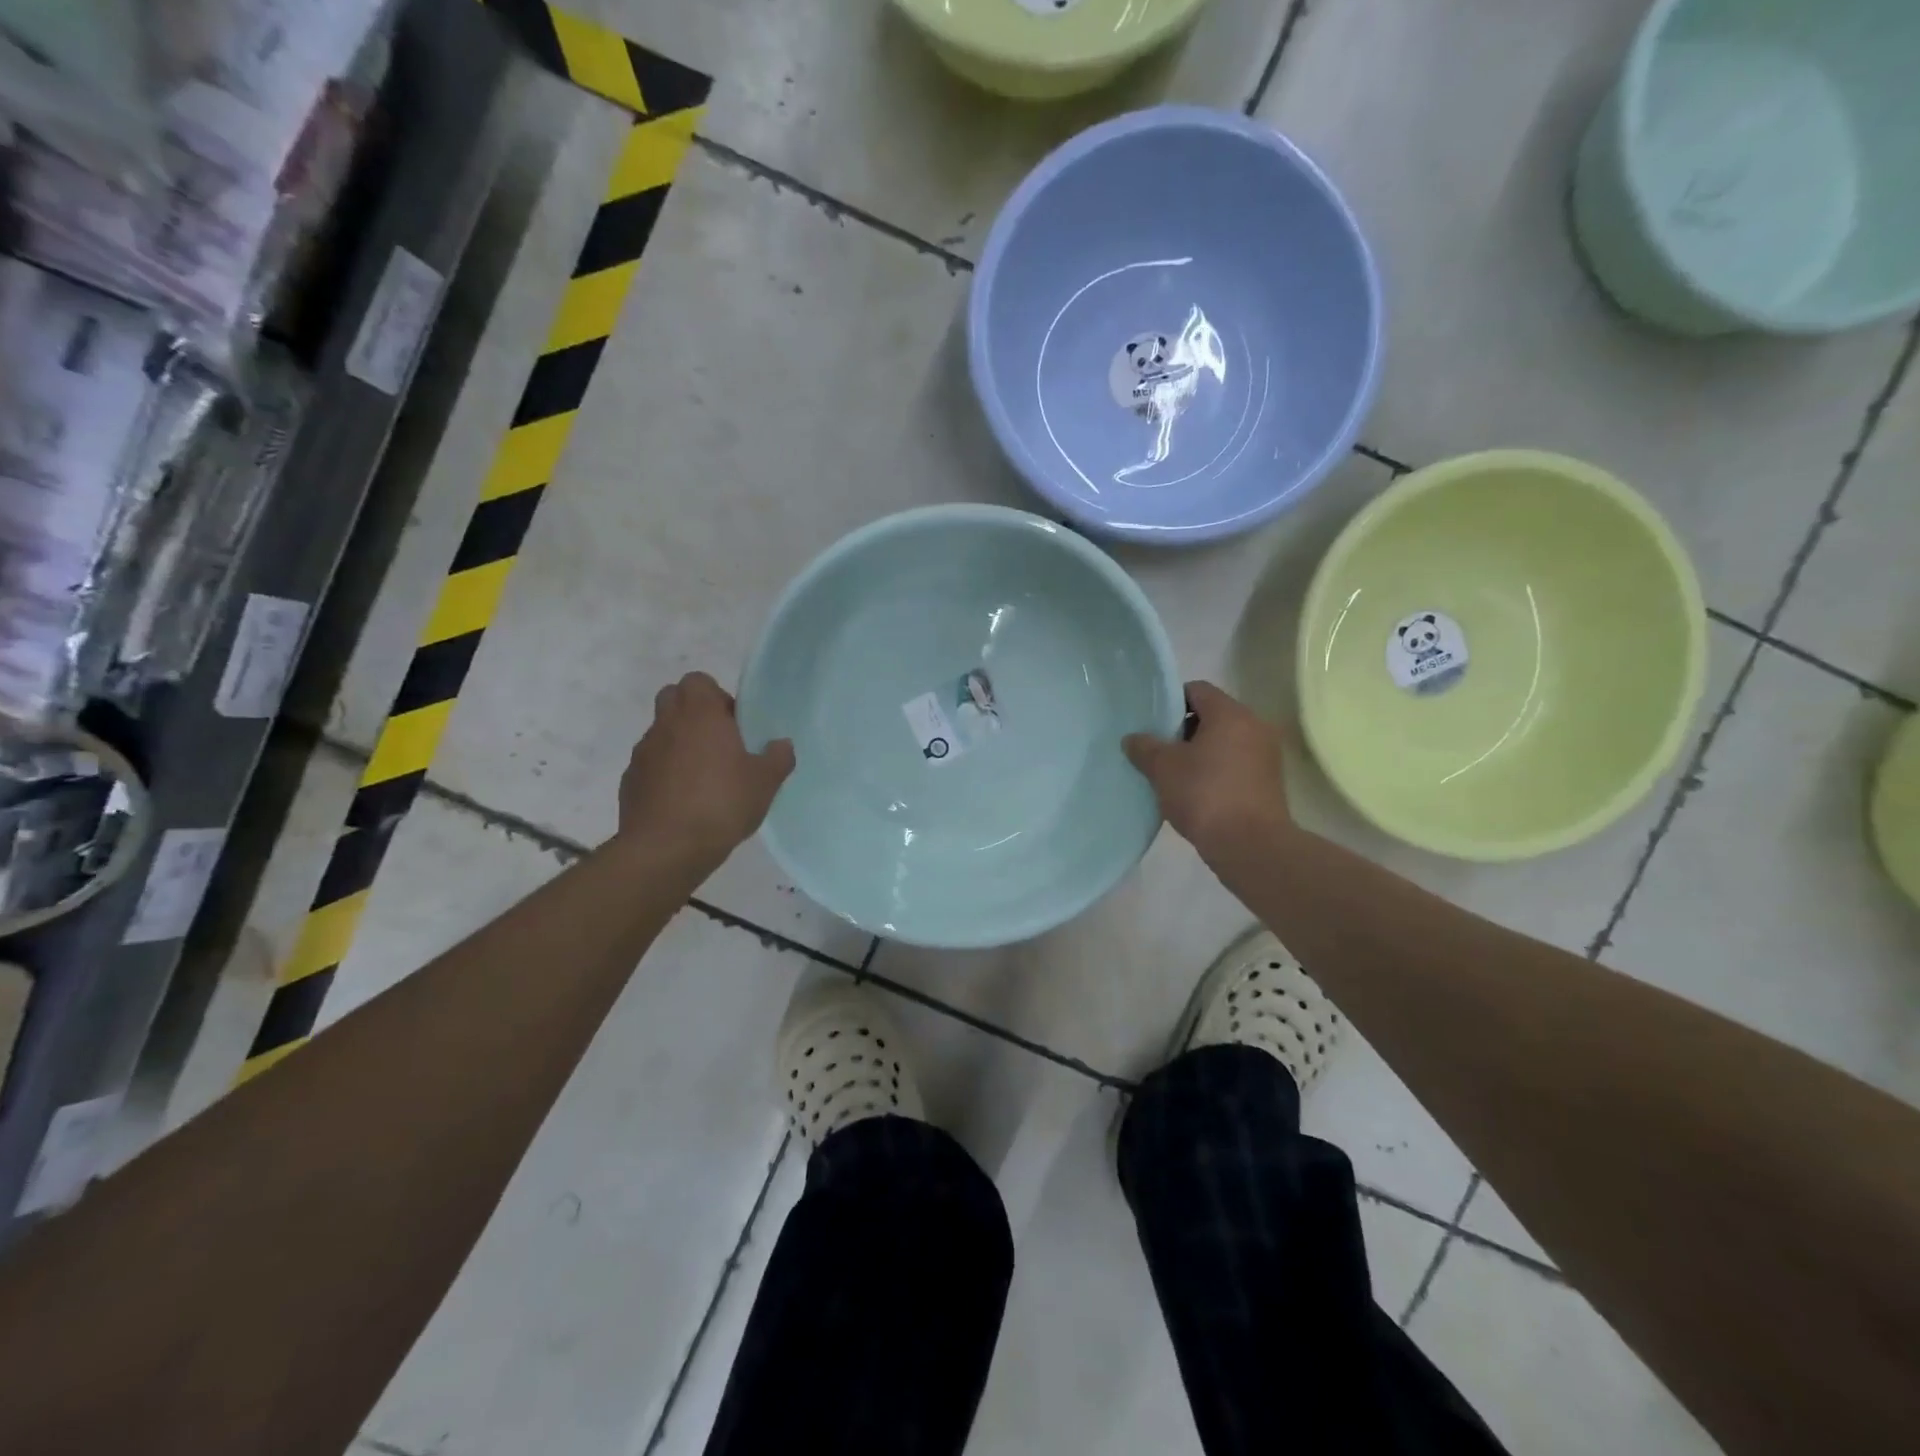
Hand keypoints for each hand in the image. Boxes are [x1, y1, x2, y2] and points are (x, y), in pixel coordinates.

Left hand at [617, 671, 794, 868]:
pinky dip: (665, 773)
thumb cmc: (721, 804)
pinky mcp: (630, 780)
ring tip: (703, 778)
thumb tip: (781, 745)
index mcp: (700, 714)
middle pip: (673, 698)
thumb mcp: (765, 783)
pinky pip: (650, 764)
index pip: (698, 680)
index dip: (716, 696)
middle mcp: (666, 724)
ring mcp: (643, 752)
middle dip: (693, 714)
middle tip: (719, 744)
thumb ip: (778, 758)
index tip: (734, 724)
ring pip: (661, 733)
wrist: (666, 848)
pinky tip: (683, 801)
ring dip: (679, 744)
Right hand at [1123, 681, 1292, 865]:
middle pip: (1212, 715)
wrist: (1250, 845)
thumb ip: (1144, 747)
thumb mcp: (1163, 768)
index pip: (1197, 690)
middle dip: (1182, 730)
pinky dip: (1215, 770)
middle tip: (1158, 750)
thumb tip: (1133, 738)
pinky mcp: (1268, 782)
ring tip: (1173, 774)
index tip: (1152, 724)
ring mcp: (1265, 755)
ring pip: (1224, 742)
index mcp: (1230, 714)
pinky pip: (1235, 764)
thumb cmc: (1204, 794)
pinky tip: (1194, 792)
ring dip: (1198, 752)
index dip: (1170, 702)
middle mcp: (1254, 726)